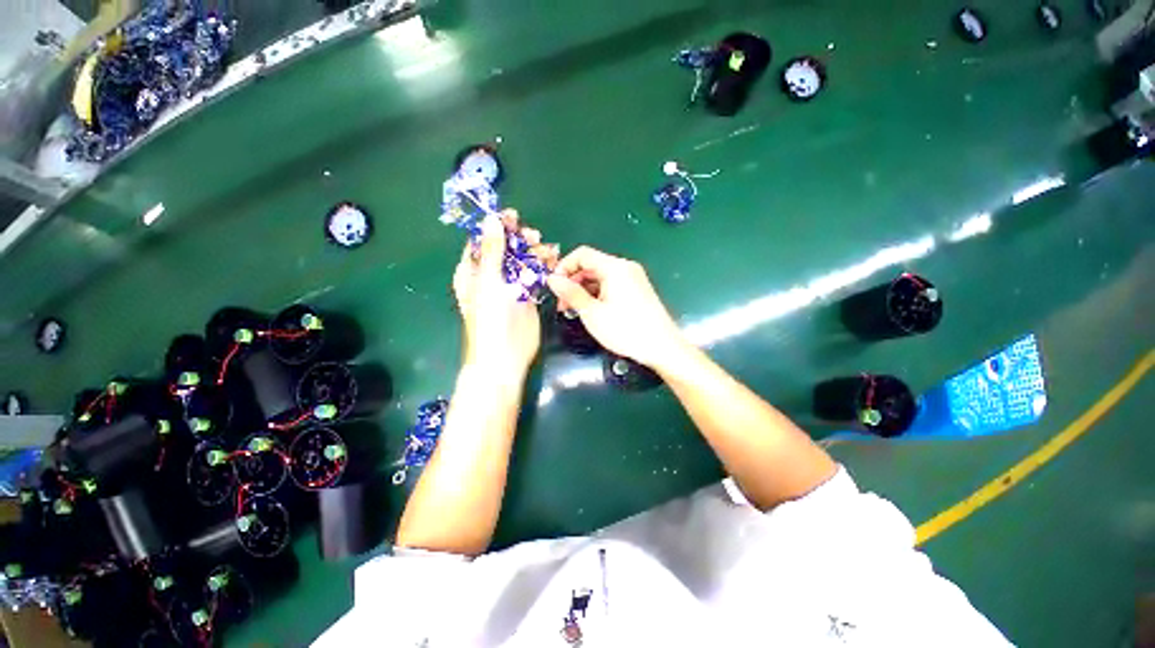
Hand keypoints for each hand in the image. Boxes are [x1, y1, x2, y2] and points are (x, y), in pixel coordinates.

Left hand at [452, 211, 540, 382]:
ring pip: (523, 261)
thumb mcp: (488, 281)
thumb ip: (492, 251)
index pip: (483, 241)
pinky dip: (544, 267)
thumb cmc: (489, 318)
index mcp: (473, 270)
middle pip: (506, 248)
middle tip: (533, 236)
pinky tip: (553, 260)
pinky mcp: (527, 296)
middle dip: (520, 239)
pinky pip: (535, 275)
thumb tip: (491, 219)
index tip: (513, 216)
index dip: (497, 227)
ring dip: (535, 252)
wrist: (504, 356)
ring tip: (547, 250)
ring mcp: (510, 286)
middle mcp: (491, 275)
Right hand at [547, 246, 686, 368]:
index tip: (554, 287)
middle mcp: (625, 267)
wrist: (662, 347)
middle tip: (562, 304)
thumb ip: (571, 293)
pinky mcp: (637, 290)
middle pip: (591, 265)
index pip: (582, 254)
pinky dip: (598, 294)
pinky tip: (592, 311)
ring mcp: (633, 278)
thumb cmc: (626, 330)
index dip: (564, 267)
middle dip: (573, 282)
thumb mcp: (593, 313)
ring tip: (574, 311)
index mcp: (615, 267)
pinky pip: (612, 285)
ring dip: (584, 290)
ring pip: (601, 277)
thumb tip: (551, 279)